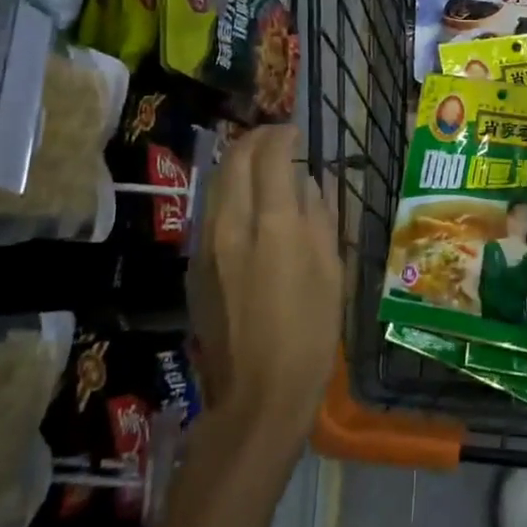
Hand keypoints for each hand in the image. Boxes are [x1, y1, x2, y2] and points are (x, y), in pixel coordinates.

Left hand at [188, 125, 343, 453]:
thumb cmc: (310, 333)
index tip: (297, 132)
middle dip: (256, 139)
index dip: (284, 135)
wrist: (257, 395)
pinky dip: (229, 193)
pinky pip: (210, 211)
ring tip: (262, 166)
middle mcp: (232, 224)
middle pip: (235, 159)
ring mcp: (206, 245)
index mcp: (273, 225)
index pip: (271, 155)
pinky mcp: (194, 266)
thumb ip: (320, 216)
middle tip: (278, 139)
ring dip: (238, 163)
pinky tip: (247, 206)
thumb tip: (310, 182)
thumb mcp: (332, 271)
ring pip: (216, 182)